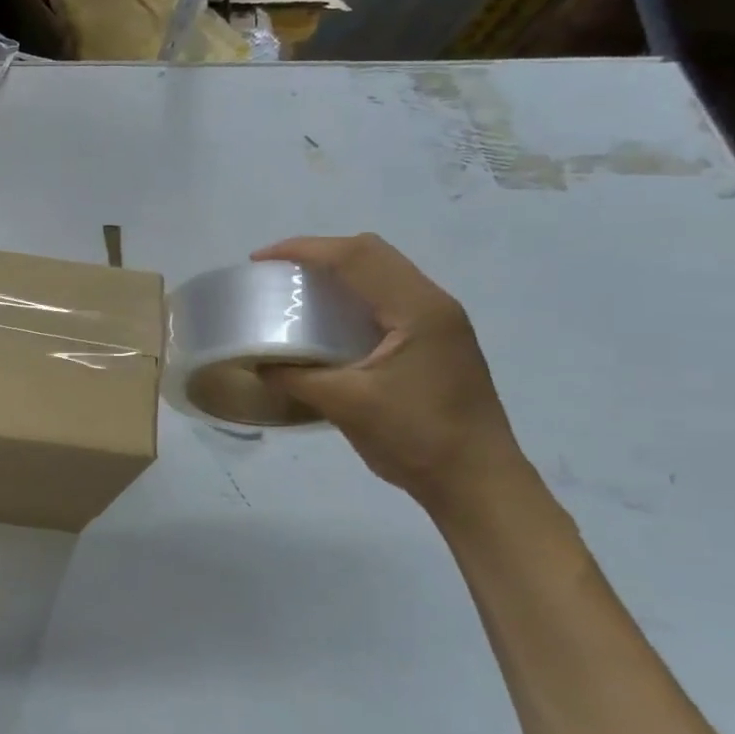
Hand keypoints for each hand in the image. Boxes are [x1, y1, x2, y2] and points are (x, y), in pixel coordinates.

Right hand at [256, 234, 524, 515]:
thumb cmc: (417, 438)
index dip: (304, 249)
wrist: (478, 483)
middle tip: (276, 271)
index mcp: (417, 310)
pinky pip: (387, 296)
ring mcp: (438, 322)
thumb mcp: (346, 406)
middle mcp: (432, 304)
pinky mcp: (435, 340)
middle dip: (319, 252)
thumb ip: (296, 378)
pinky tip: (328, 317)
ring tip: (296, 287)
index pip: (356, 257)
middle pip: (371, 253)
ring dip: (337, 269)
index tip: (260, 261)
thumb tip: (256, 362)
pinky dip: (352, 292)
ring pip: (382, 272)